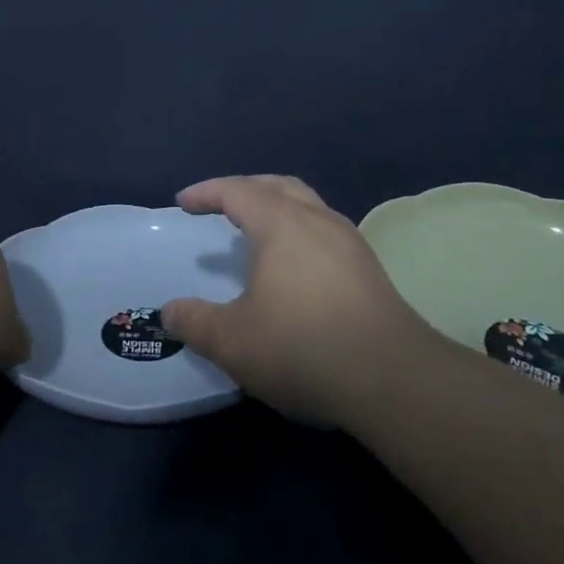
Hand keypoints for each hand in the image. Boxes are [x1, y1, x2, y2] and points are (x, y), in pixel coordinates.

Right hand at [161, 176, 442, 427]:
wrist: (393, 378)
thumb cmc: (304, 348)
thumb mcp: (234, 342)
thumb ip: (196, 322)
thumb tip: (169, 311)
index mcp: (282, 224)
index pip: (237, 191)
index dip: (207, 193)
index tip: (182, 203)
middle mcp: (318, 220)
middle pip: (277, 186)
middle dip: (244, 188)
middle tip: (219, 204)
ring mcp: (349, 241)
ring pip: (307, 204)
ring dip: (276, 206)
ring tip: (256, 229)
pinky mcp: (368, 267)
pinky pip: (324, 228)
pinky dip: (298, 229)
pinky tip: (294, 264)